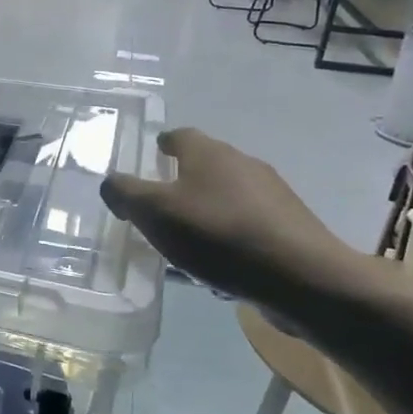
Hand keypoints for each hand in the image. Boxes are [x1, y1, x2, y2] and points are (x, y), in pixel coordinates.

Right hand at [100, 129, 357, 308]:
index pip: (179, 136)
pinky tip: (220, 261)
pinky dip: (230, 233)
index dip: (161, 145)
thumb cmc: (218, 235)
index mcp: (209, 153)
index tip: (149, 159)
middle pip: (205, 164)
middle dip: (181, 179)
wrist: (302, 277)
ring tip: (187, 238)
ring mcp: (272, 194)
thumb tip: (110, 182)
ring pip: (228, 194)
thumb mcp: (154, 212)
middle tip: (159, 205)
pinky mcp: (289, 225)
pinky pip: (248, 222)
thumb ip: (125, 193)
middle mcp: (242, 163)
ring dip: (207, 208)